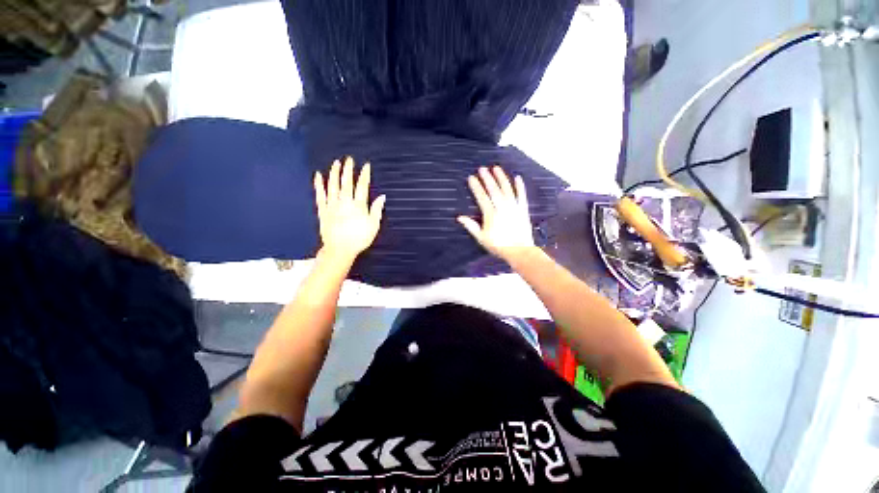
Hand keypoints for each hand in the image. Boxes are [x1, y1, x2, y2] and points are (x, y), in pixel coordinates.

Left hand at [314, 157, 385, 263]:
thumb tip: (382, 197)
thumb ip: (377, 210)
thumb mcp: (373, 226)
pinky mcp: (323, 210)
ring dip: (334, 173)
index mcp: (358, 206)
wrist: (340, 249)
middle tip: (349, 159)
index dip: (364, 175)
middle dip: (348, 170)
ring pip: (333, 185)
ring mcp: (332, 205)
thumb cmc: (359, 239)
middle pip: (347, 182)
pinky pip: (320, 195)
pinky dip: (319, 185)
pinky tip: (318, 176)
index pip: (362, 186)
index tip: (366, 166)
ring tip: (336, 163)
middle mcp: (345, 202)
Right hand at [458, 166, 536, 261]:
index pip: (482, 197)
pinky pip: (522, 196)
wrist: (519, 251)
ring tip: (496, 168)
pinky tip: (518, 178)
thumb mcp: (482, 238)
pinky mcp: (523, 210)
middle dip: (487, 178)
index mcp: (491, 214)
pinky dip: (520, 186)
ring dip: (501, 178)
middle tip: (482, 168)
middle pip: (494, 190)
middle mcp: (502, 208)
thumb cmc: (498, 245)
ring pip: (507, 189)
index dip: (476, 187)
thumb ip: (471, 226)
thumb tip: (460, 217)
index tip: (471, 178)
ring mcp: (514, 207)